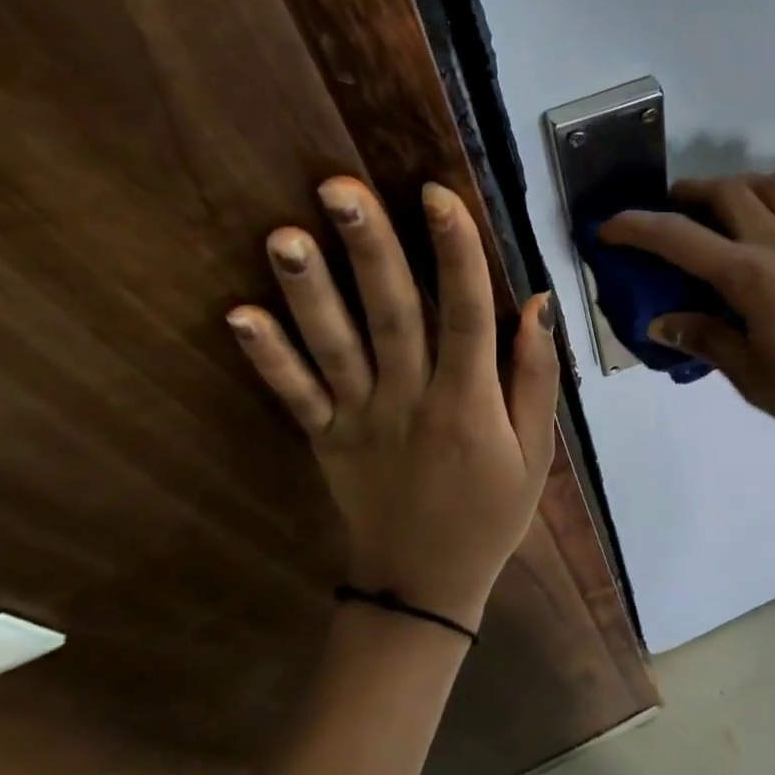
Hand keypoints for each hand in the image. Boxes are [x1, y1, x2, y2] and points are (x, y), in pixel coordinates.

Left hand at [226, 178, 556, 629]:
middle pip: (391, 315)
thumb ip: (535, 377)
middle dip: (369, 248)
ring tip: (284, 235)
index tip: (437, 193)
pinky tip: (237, 314)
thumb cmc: (491, 513)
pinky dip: (266, 357)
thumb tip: (537, 302)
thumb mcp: (536, 452)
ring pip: (334, 347)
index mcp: (468, 402)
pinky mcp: (325, 439)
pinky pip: (293, 395)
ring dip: (308, 291)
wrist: (424, 586)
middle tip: (340, 187)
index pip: (465, 314)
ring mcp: (360, 420)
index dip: (455, 252)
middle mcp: (410, 400)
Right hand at [600, 173, 774, 458]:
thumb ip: (706, 340)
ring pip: (772, 185)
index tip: (607, 229)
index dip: (636, 228)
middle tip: (669, 214)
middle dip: (686, 194)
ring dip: (737, 184)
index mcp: (751, 276)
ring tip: (722, 206)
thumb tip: (661, 323)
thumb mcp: (754, 377)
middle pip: (726, 193)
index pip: (679, 239)